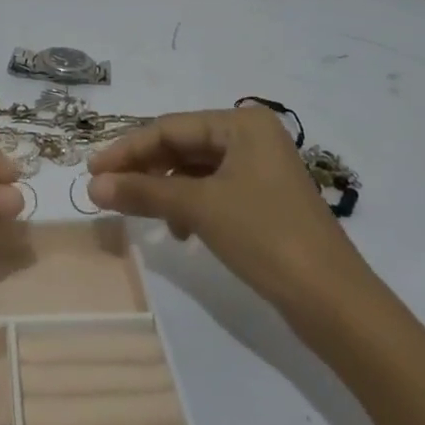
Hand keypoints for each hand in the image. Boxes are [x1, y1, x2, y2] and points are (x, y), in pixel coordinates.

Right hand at [87, 105, 379, 336]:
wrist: (333, 301)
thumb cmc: (265, 236)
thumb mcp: (199, 208)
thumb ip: (144, 191)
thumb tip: (93, 186)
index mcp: (242, 123)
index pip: (170, 128)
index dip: (127, 149)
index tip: (91, 170)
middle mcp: (252, 137)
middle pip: (182, 146)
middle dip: (144, 169)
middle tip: (106, 190)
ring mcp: (260, 169)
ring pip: (195, 170)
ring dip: (164, 189)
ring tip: (139, 212)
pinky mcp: (263, 199)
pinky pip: (212, 190)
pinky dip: (189, 205)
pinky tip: (179, 230)